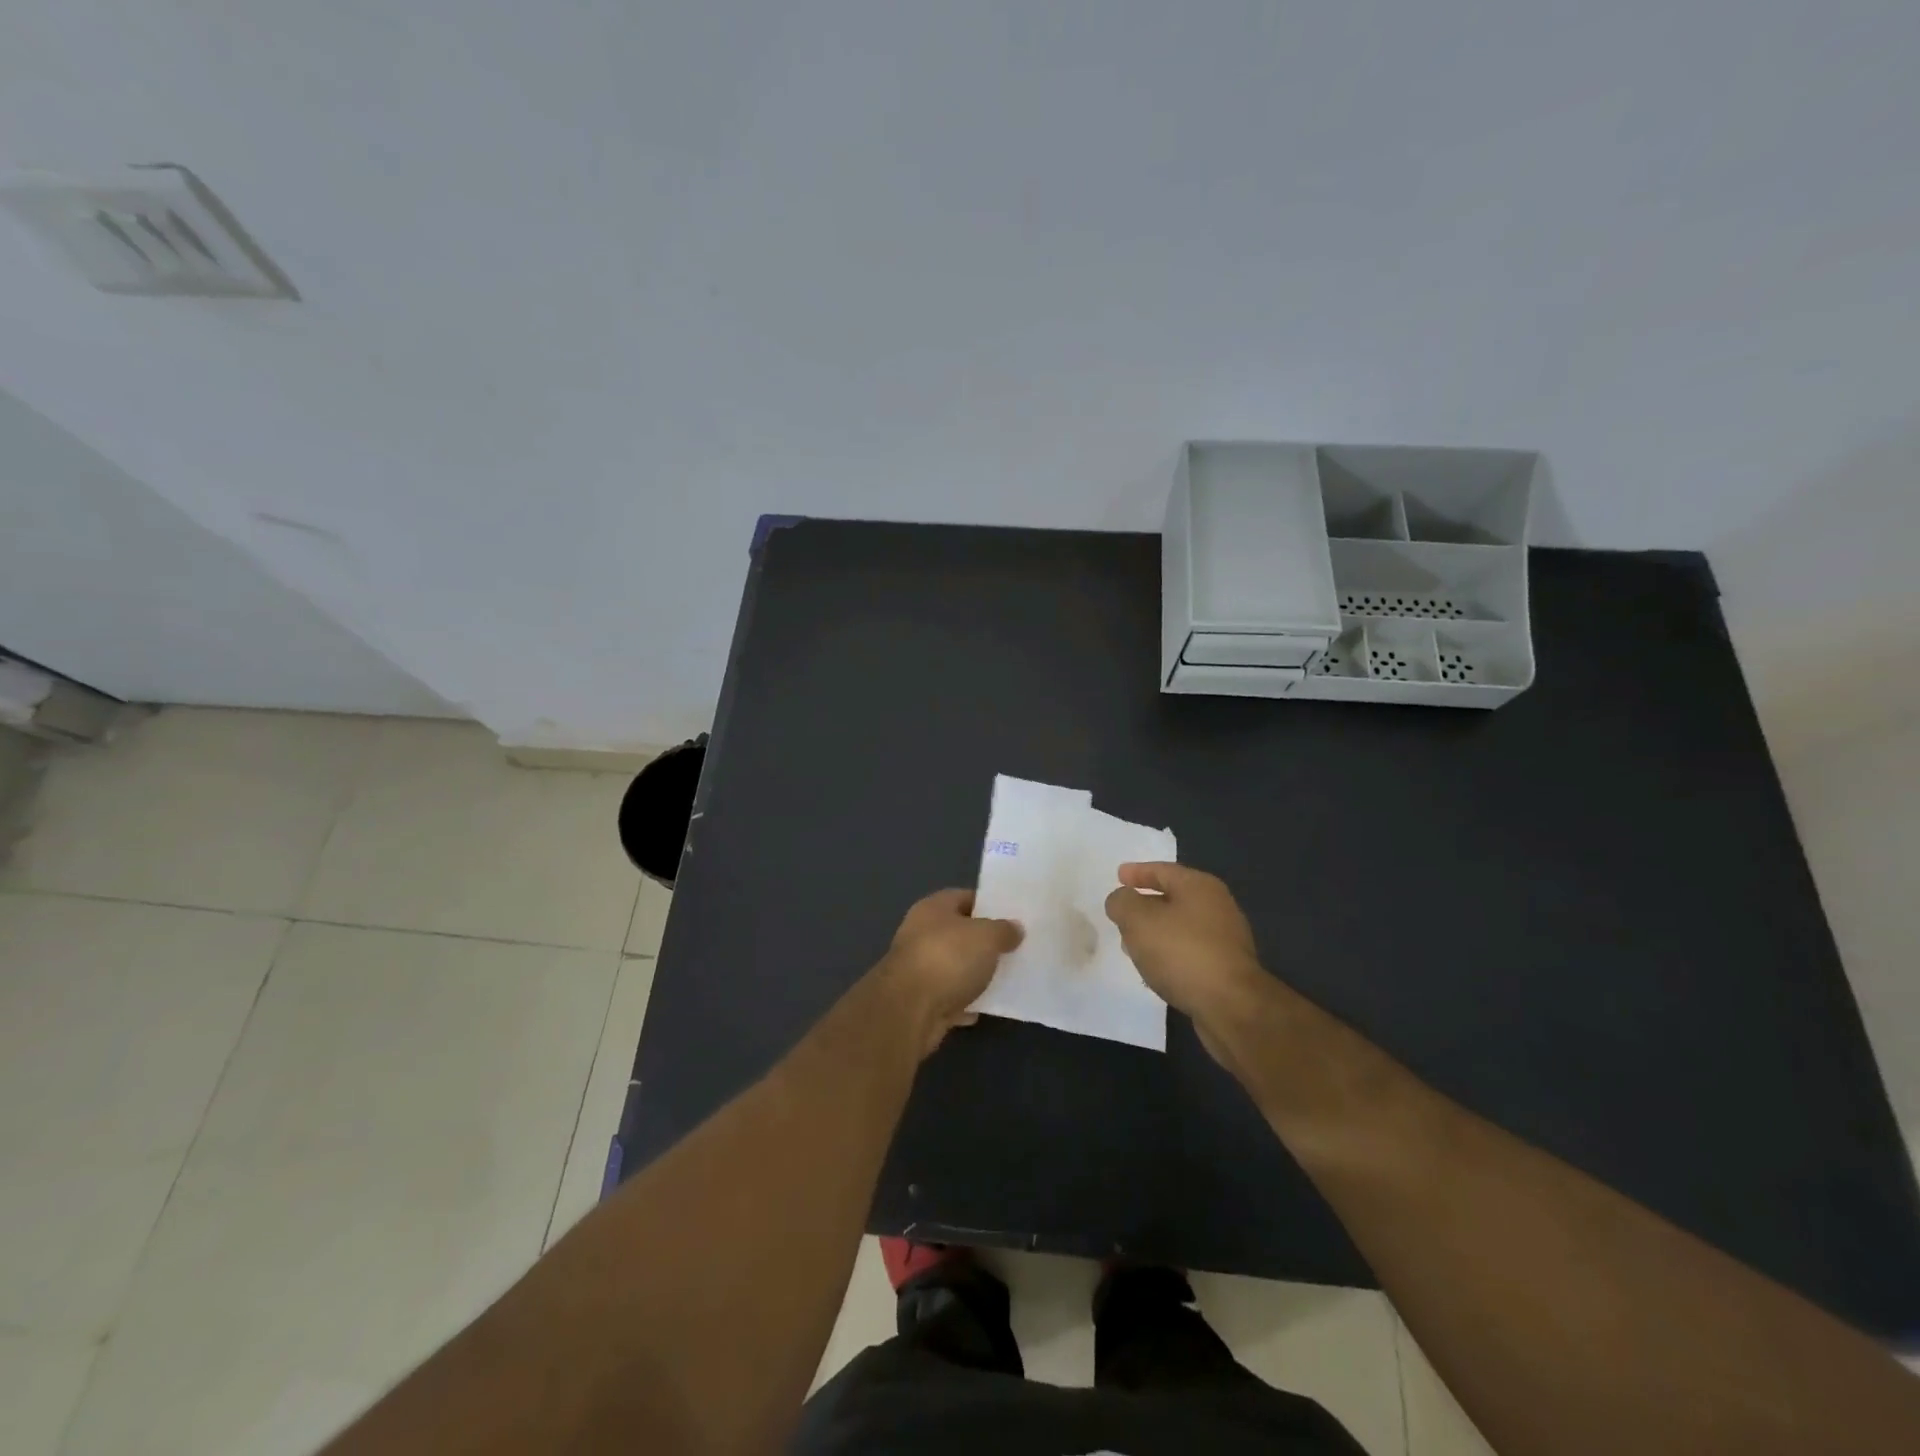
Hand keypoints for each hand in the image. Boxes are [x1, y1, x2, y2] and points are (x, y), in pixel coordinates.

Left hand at [881, 889, 1022, 1055]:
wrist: (909, 1010)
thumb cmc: (948, 958)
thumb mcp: (987, 936)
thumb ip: (1004, 930)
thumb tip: (1015, 928)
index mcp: (933, 908)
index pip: (964, 897)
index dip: (988, 905)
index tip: (1013, 916)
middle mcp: (921, 934)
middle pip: (959, 933)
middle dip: (984, 942)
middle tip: (1015, 948)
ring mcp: (918, 969)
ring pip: (955, 967)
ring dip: (975, 974)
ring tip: (1006, 978)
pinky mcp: (920, 1001)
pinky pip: (950, 998)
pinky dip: (966, 1003)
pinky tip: (986, 1007)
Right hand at [1104, 863, 1266, 1066]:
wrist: (1231, 1007)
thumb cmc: (1182, 952)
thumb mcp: (1138, 920)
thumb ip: (1122, 903)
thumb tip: (1122, 899)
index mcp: (1199, 886)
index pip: (1162, 870)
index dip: (1137, 872)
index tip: (1118, 876)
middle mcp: (1217, 907)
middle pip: (1174, 897)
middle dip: (1145, 904)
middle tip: (1122, 913)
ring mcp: (1225, 939)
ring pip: (1180, 927)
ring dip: (1156, 932)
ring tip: (1132, 944)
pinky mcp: (1226, 968)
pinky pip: (1189, 952)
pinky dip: (1169, 954)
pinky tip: (1155, 969)